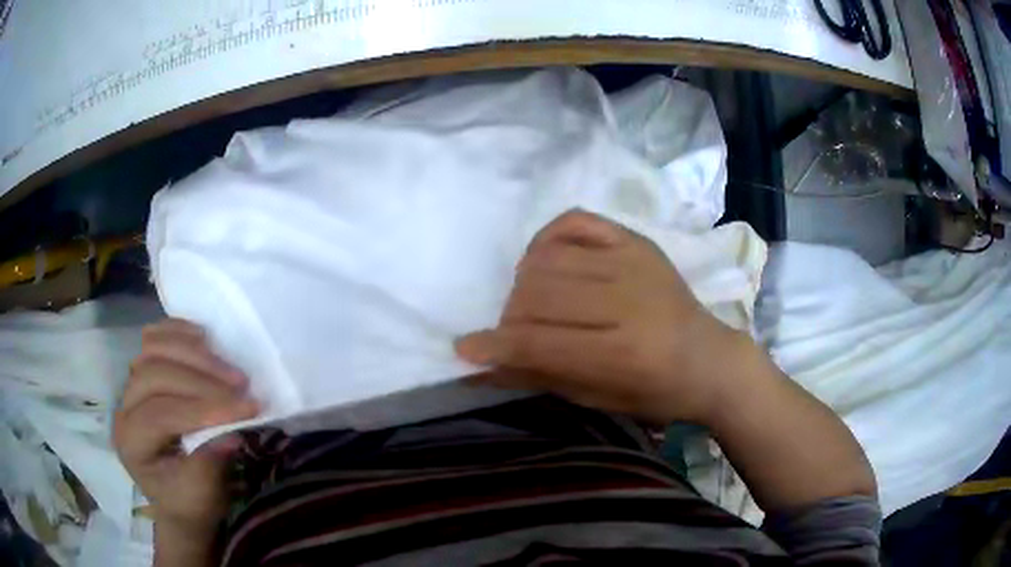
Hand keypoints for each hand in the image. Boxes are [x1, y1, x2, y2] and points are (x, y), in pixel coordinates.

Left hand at [113, 319, 258, 534]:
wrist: (180, 497)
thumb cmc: (190, 501)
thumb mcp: (202, 496)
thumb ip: (209, 466)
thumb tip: (230, 432)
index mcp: (131, 442)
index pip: (161, 413)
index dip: (204, 408)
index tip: (247, 408)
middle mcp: (124, 407)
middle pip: (154, 373)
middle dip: (202, 379)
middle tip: (243, 386)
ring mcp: (131, 384)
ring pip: (153, 348)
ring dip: (194, 353)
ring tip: (230, 369)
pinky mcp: (144, 369)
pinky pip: (155, 337)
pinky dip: (179, 331)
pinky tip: (204, 338)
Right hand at [455, 210, 750, 423]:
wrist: (709, 358)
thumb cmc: (655, 392)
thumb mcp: (597, 398)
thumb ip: (538, 376)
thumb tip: (480, 366)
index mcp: (622, 352)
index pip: (538, 341)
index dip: (494, 346)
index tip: (465, 347)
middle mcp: (627, 299)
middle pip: (538, 294)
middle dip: (511, 316)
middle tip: (517, 331)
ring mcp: (632, 261)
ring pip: (548, 258)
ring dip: (525, 282)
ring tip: (535, 301)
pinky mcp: (636, 240)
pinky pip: (574, 221)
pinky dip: (547, 238)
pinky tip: (547, 260)